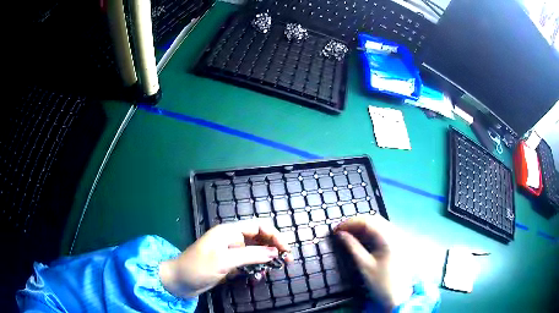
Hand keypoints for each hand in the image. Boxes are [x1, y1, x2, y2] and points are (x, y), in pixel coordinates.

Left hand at [159, 219, 292, 297]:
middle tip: (286, 262)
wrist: (179, 281)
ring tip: (270, 271)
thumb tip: (274, 252)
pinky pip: (249, 263)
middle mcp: (232, 239)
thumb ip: (251, 255)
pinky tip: (257, 277)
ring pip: (256, 252)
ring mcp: (231, 252)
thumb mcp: (225, 261)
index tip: (286, 250)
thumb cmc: (198, 267)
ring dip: (265, 260)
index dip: (275, 235)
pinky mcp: (230, 264)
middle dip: (273, 248)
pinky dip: (255, 269)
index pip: (258, 226)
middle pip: (259, 238)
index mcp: (229, 231)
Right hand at [335, 215, 411, 309]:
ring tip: (348, 234)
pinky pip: (383, 231)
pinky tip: (362, 239)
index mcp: (389, 238)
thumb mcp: (364, 266)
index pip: (368, 221)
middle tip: (340, 231)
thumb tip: (340, 234)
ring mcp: (399, 237)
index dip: (350, 222)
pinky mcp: (398, 243)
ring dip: (363, 227)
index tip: (335, 229)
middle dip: (356, 223)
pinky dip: (371, 232)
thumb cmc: (380, 283)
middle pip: (374, 220)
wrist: (398, 296)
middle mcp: (396, 233)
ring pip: (379, 224)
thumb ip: (352, 247)